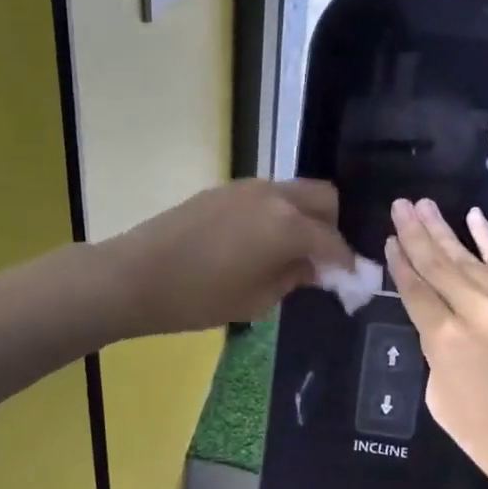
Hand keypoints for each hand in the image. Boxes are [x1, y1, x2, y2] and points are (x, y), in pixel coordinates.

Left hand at [100, 180, 354, 336]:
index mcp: (288, 225)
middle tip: (320, 260)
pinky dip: (276, 213)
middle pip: (323, 198)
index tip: (352, 283)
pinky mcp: (224, 189)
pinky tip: (259, 243)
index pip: (333, 241)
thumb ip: (294, 278)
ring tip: (289, 252)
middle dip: (331, 227)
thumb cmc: (199, 298)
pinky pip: (267, 196)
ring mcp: (247, 187)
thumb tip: (315, 268)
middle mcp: (274, 196)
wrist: (136, 275)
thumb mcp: (256, 300)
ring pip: (293, 192)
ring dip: (303, 217)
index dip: (347, 264)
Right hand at [386, 198, 487, 488]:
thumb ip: (436, 358)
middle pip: (439, 265)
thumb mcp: (444, 405)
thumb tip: (441, 332)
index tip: (389, 239)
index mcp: (445, 341)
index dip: (399, 264)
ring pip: (470, 259)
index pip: (415, 291)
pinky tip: (475, 218)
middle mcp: (475, 312)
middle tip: (400, 205)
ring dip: (445, 230)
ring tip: (424, 206)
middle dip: (416, 233)